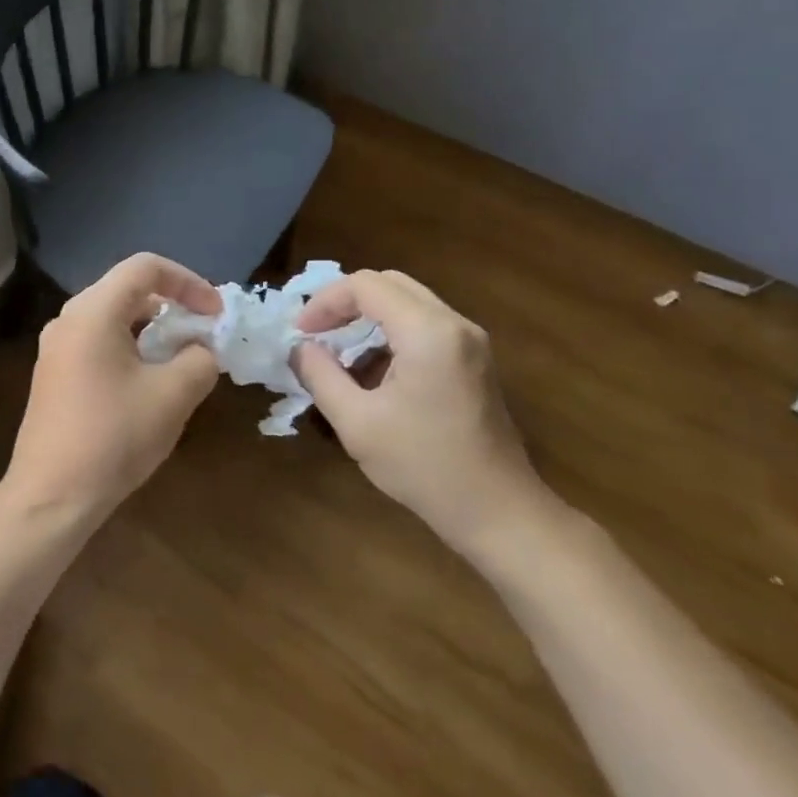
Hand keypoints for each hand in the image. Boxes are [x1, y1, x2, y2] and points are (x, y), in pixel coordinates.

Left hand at [4, 255, 221, 523]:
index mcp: (93, 312)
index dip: (188, 282)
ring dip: (152, 330)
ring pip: (113, 318)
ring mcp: (56, 348)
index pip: (145, 267)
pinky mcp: (54, 374)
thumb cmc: (114, 437)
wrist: (51, 496)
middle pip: (127, 289)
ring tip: (182, 359)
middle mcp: (68, 319)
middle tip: (203, 333)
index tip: (215, 314)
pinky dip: (130, 348)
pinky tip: (148, 382)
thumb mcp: (173, 396)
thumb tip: (201, 349)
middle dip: (172, 305)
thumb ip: (200, 360)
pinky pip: (98, 342)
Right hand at [294, 270, 560, 564]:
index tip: (300, 333)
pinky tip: (371, 375)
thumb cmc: (424, 466)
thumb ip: (320, 376)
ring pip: (407, 303)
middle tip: (315, 334)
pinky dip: (390, 336)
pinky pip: (423, 326)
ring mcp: (469, 341)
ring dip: (367, 319)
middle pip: (389, 284)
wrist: (497, 512)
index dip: (325, 302)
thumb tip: (299, 348)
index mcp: (428, 332)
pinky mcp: (473, 360)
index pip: (366, 285)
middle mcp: (454, 324)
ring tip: (338, 356)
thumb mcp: (356, 423)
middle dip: (345, 303)